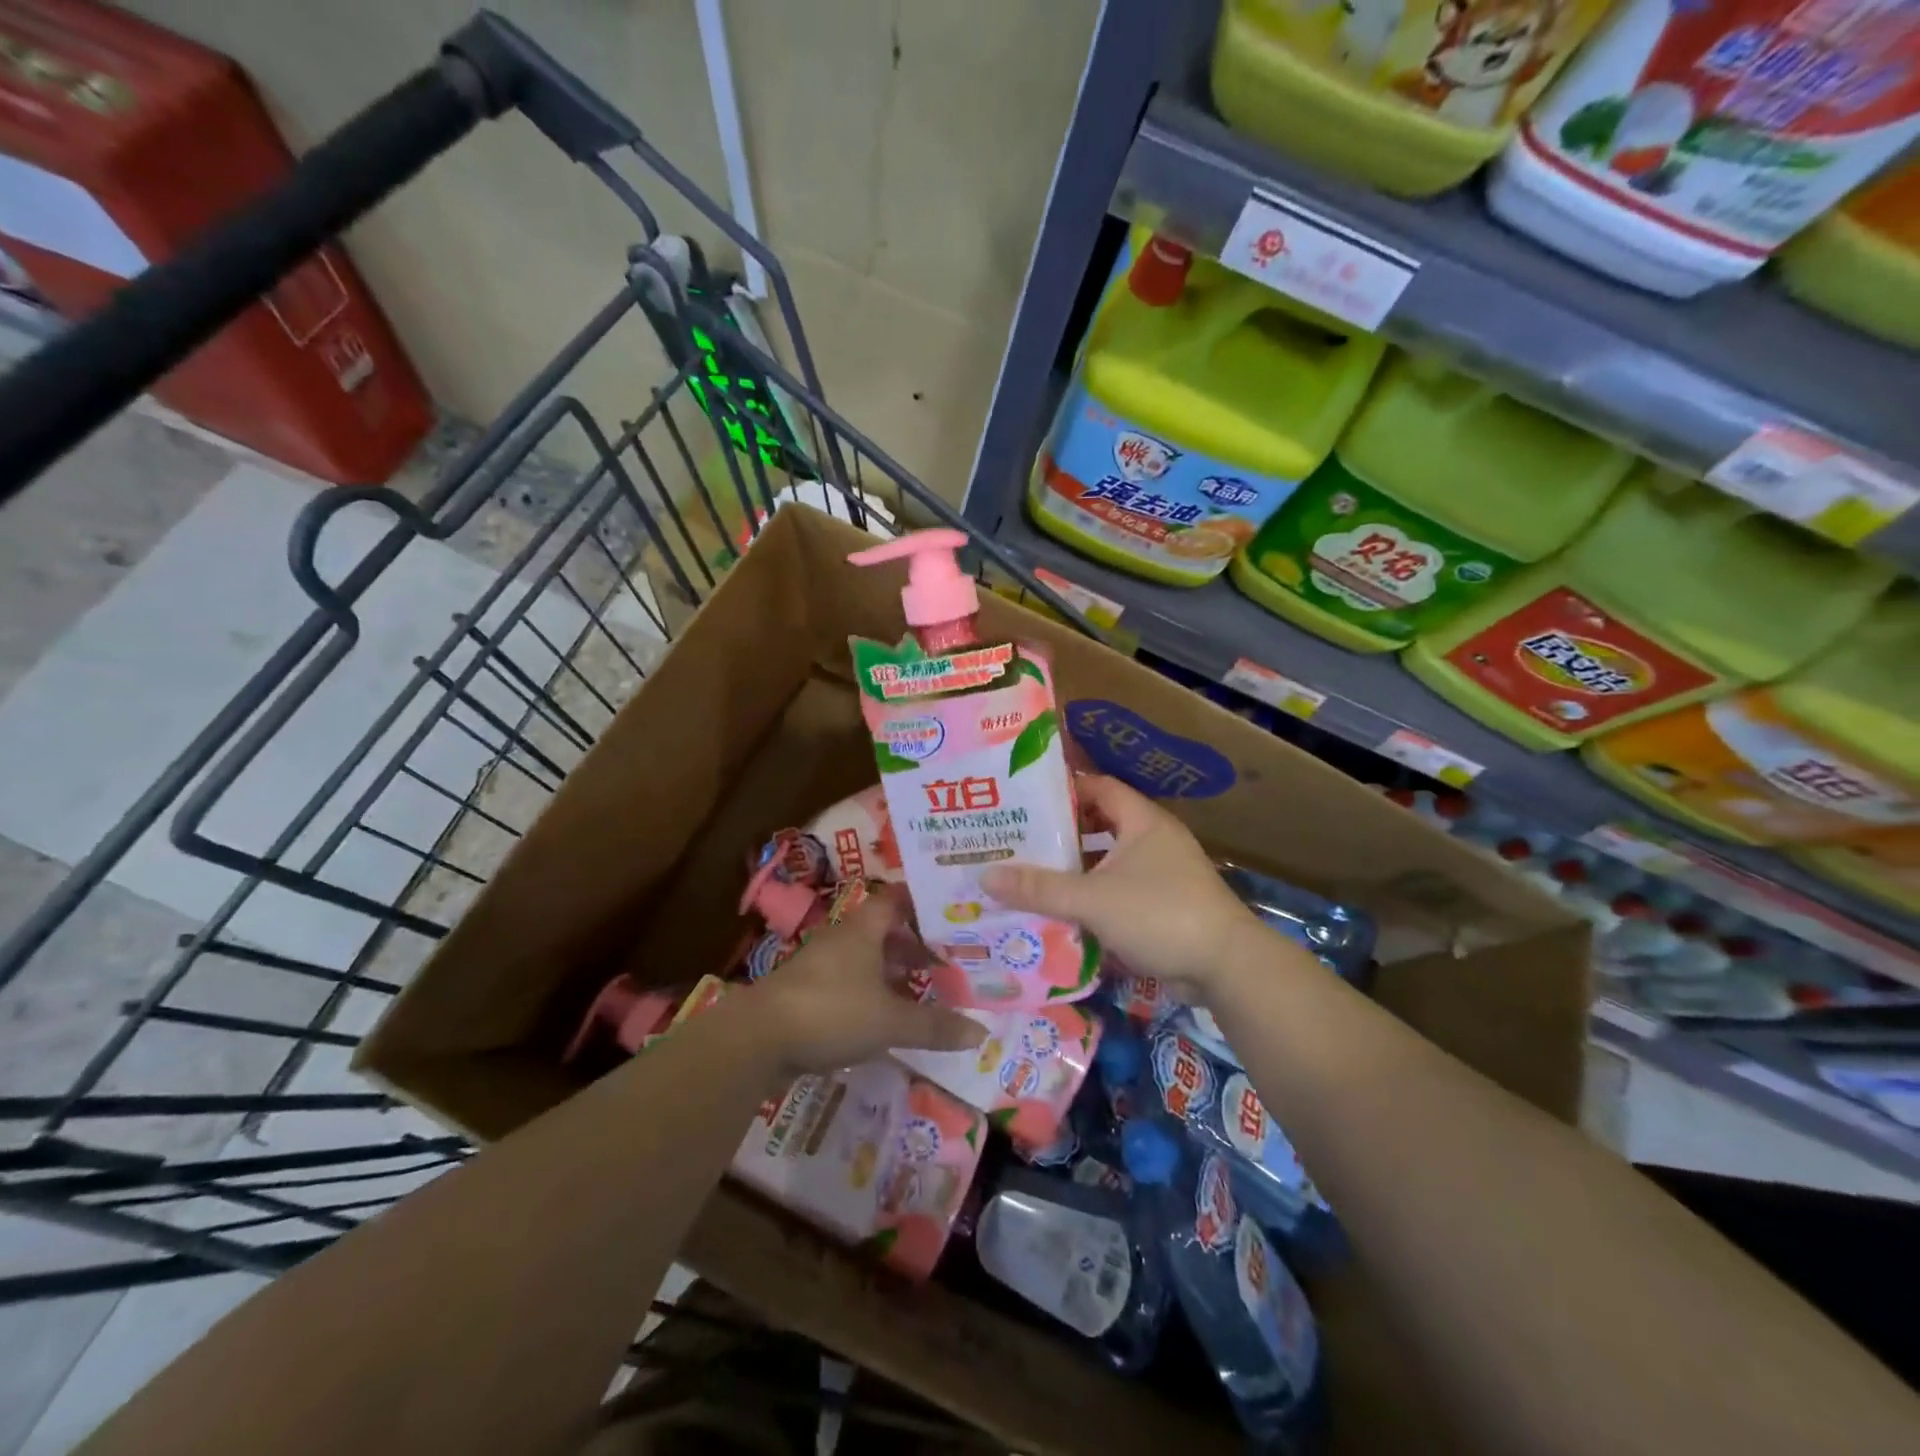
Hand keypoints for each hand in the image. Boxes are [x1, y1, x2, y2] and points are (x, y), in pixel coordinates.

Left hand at [746, 892, 983, 1075]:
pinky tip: (887, 1015)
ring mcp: (821, 965)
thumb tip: (982, 1033)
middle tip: (948, 956)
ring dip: (892, 970)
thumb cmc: (832, 1011)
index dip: (922, 903)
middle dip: (914, 942)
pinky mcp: (808, 993)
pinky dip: (872, 992)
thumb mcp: (891, 1021)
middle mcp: (842, 938)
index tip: (951, 911)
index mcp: (863, 929)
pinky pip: (850, 983)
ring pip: (866, 958)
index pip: (897, 900)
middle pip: (883, 930)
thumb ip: (934, 1026)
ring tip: (924, 987)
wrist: (757, 1038)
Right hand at [981, 774, 1265, 999]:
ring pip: (1107, 863)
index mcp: (1142, 821)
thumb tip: (985, 875)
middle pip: (1099, 826)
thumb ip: (1040, 888)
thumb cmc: (1161, 914)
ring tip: (1028, 874)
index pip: (1097, 787)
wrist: (1227, 967)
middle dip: (1060, 833)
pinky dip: (1092, 899)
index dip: (1062, 788)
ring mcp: (1161, 875)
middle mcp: (1153, 840)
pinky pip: (1118, 893)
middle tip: (1015, 838)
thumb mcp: (1093, 899)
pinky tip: (1059, 912)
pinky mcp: (1163, 907)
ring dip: (1074, 870)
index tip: (1023, 796)